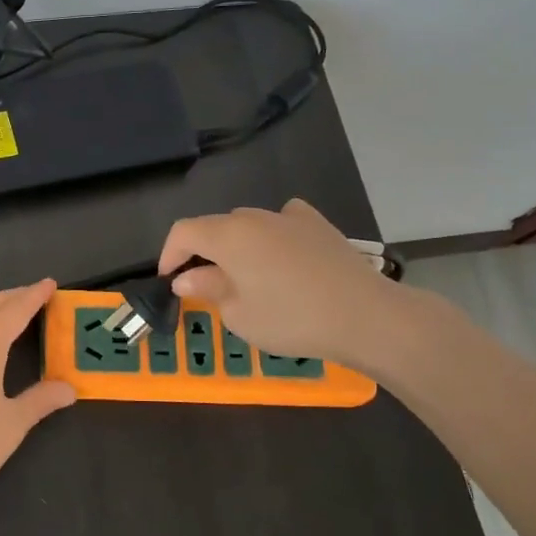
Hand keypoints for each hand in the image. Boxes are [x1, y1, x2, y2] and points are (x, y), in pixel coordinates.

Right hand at [158, 199, 449, 379]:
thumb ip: (208, 288)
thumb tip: (187, 277)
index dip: (169, 254)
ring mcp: (290, 217)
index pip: (183, 232)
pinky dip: (272, 236)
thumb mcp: (239, 314)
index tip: (169, 282)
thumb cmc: (292, 319)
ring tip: (246, 279)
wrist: (366, 316)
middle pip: (216, 227)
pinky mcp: (319, 225)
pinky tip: (282, 257)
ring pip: (249, 225)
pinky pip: (283, 222)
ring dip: (237, 247)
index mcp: (229, 235)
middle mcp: (255, 217)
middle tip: (206, 288)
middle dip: (203, 254)